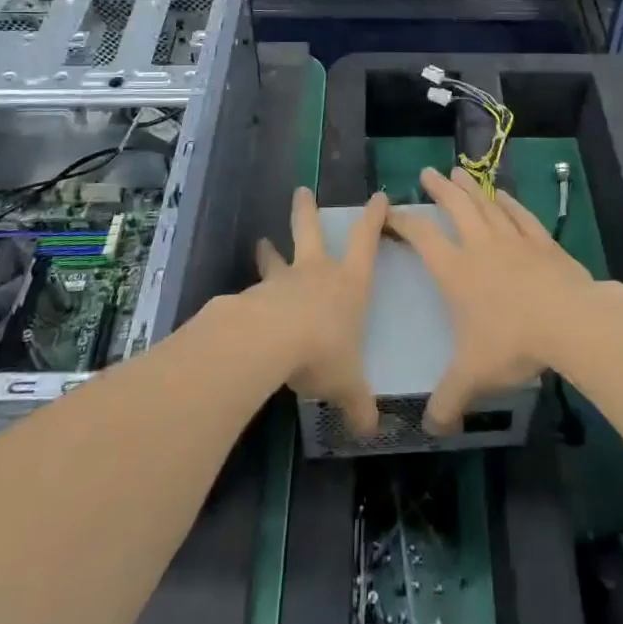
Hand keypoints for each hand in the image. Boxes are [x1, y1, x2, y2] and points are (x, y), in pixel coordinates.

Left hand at [252, 187, 388, 438]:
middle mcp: (315, 273)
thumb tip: (371, 432)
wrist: (268, 343)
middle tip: (301, 191)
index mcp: (348, 283)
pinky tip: (244, 306)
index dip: (374, 218)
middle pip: (310, 231)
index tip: (378, 197)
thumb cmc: (322, 351)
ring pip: (276, 258)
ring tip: (261, 243)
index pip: (365, 241)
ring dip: (270, 252)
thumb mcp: (347, 383)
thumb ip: (358, 405)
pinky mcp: (253, 297)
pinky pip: (254, 292)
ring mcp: (282, 281)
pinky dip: (251, 294)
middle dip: (306, 211)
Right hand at [387, 167, 596, 434]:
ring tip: (458, 172)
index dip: (404, 222)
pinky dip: (509, 202)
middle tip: (427, 172)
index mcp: (457, 271)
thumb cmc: (513, 343)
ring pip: (486, 205)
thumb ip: (448, 400)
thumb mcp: (473, 376)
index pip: (422, 237)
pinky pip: (520, 215)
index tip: (390, 213)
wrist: (570, 323)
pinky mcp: (542, 243)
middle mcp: (481, 246)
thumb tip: (430, 429)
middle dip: (439, 189)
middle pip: (456, 207)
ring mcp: (514, 240)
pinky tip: (503, 195)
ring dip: (470, 188)